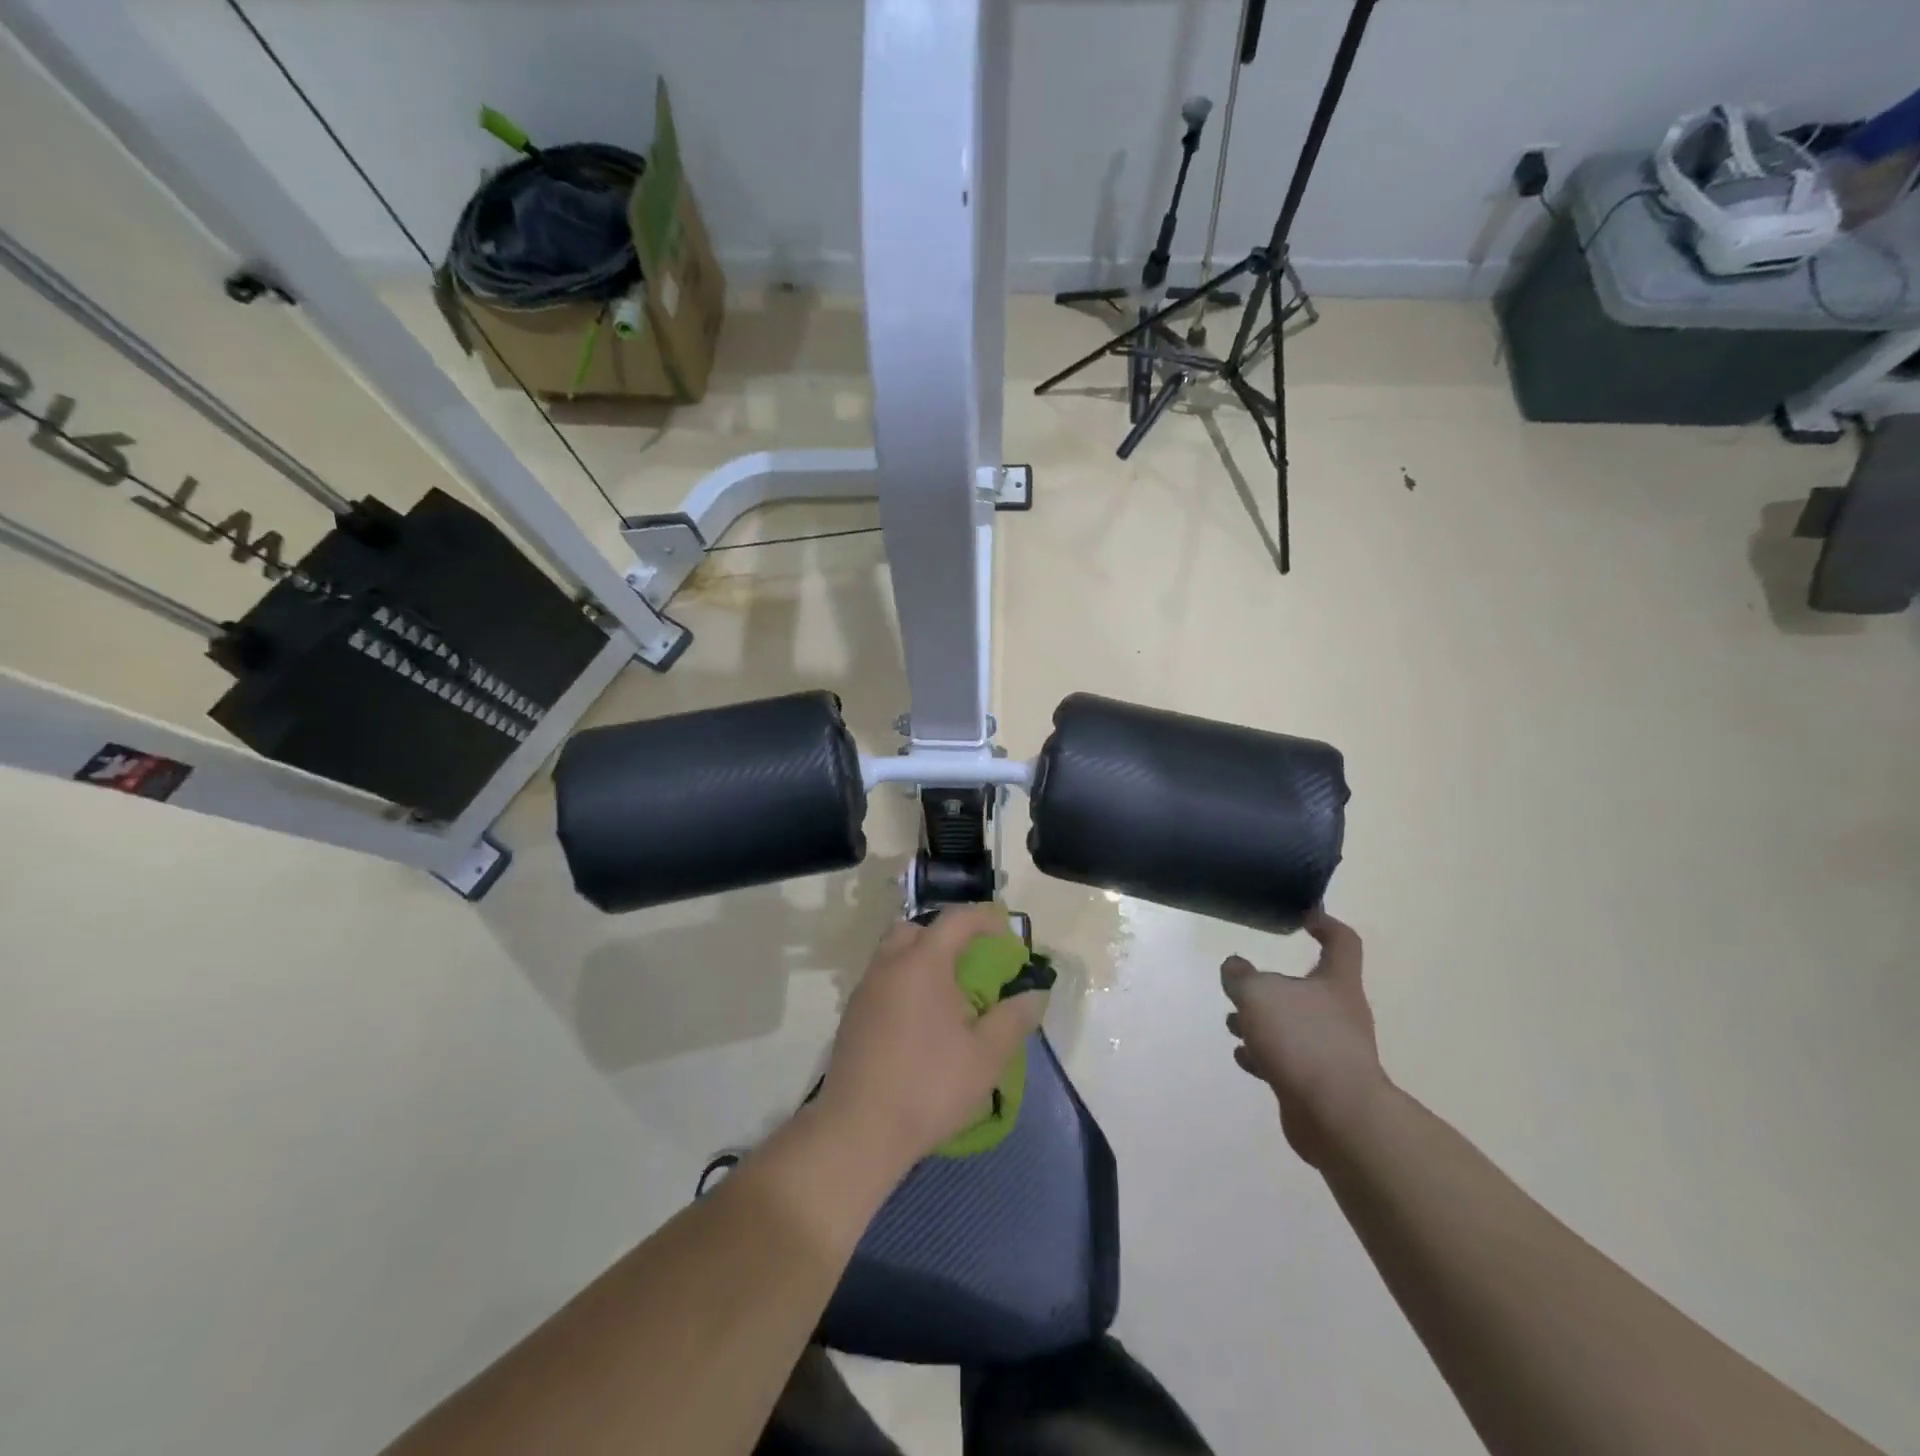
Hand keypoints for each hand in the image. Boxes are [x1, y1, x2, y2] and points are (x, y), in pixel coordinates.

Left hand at [818, 904, 1047, 1175]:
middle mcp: (889, 965)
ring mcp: (865, 989)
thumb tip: (1034, 995)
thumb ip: (1013, 1019)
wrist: (859, 1129)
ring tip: (948, 991)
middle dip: (947, 934)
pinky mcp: (852, 1015)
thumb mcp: (986, 1057)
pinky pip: (883, 979)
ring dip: (922, 958)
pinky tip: (921, 1018)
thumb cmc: (929, 1086)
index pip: (957, 920)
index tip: (1006, 927)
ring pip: (895, 953)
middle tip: (972, 959)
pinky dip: (905, 982)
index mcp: (923, 963)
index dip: (985, 917)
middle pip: (917, 929)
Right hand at [1222, 911, 1386, 1164]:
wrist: (1336, 1117)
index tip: (1303, 916)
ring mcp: (1331, 1051)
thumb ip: (1241, 976)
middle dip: (1270, 986)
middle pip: (1307, 988)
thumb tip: (1235, 969)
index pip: (1342, 941)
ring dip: (1261, 1022)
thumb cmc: (1302, 1040)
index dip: (1325, 924)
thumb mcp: (1258, 993)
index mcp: (1336, 983)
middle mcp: (1339, 1014)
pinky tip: (1244, 1057)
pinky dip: (1264, 1054)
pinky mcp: (1318, 1084)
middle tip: (1241, 985)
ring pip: (1292, 1025)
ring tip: (1232, 1023)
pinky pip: (1287, 1059)